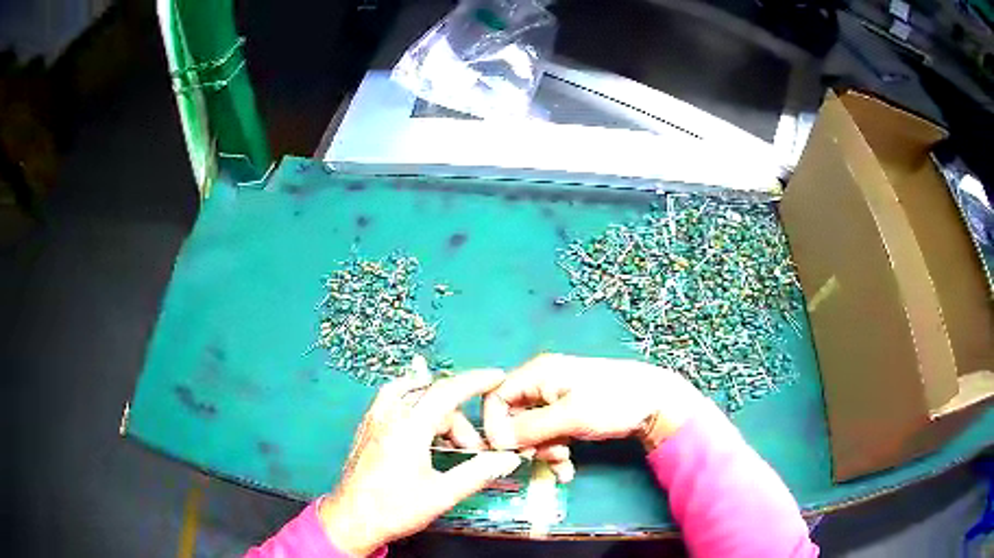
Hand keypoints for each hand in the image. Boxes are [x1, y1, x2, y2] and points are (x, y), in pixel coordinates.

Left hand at [318, 369, 521, 555]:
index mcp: (409, 428)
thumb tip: (508, 458)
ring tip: (449, 440)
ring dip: (437, 410)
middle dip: (459, 419)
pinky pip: (392, 399)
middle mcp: (389, 415)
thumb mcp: (441, 495)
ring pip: (412, 394)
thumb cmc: (395, 508)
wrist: (351, 519)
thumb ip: (477, 473)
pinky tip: (421, 427)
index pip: (447, 391)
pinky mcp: (366, 428)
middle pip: (433, 398)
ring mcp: (374, 419)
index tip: (498, 377)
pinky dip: (413, 403)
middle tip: (471, 450)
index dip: (476, 381)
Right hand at [483, 354, 708, 481]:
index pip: (497, 397)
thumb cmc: (612, 402)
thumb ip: (530, 428)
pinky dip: (555, 452)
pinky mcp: (569, 413)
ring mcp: (556, 399)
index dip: (495, 425)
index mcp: (538, 373)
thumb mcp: (570, 417)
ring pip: (532, 430)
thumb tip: (495, 440)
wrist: (655, 403)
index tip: (506, 450)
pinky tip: (566, 469)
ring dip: (543, 451)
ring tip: (563, 462)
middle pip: (514, 417)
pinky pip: (550, 434)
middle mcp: (542, 383)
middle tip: (546, 457)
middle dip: (527, 443)